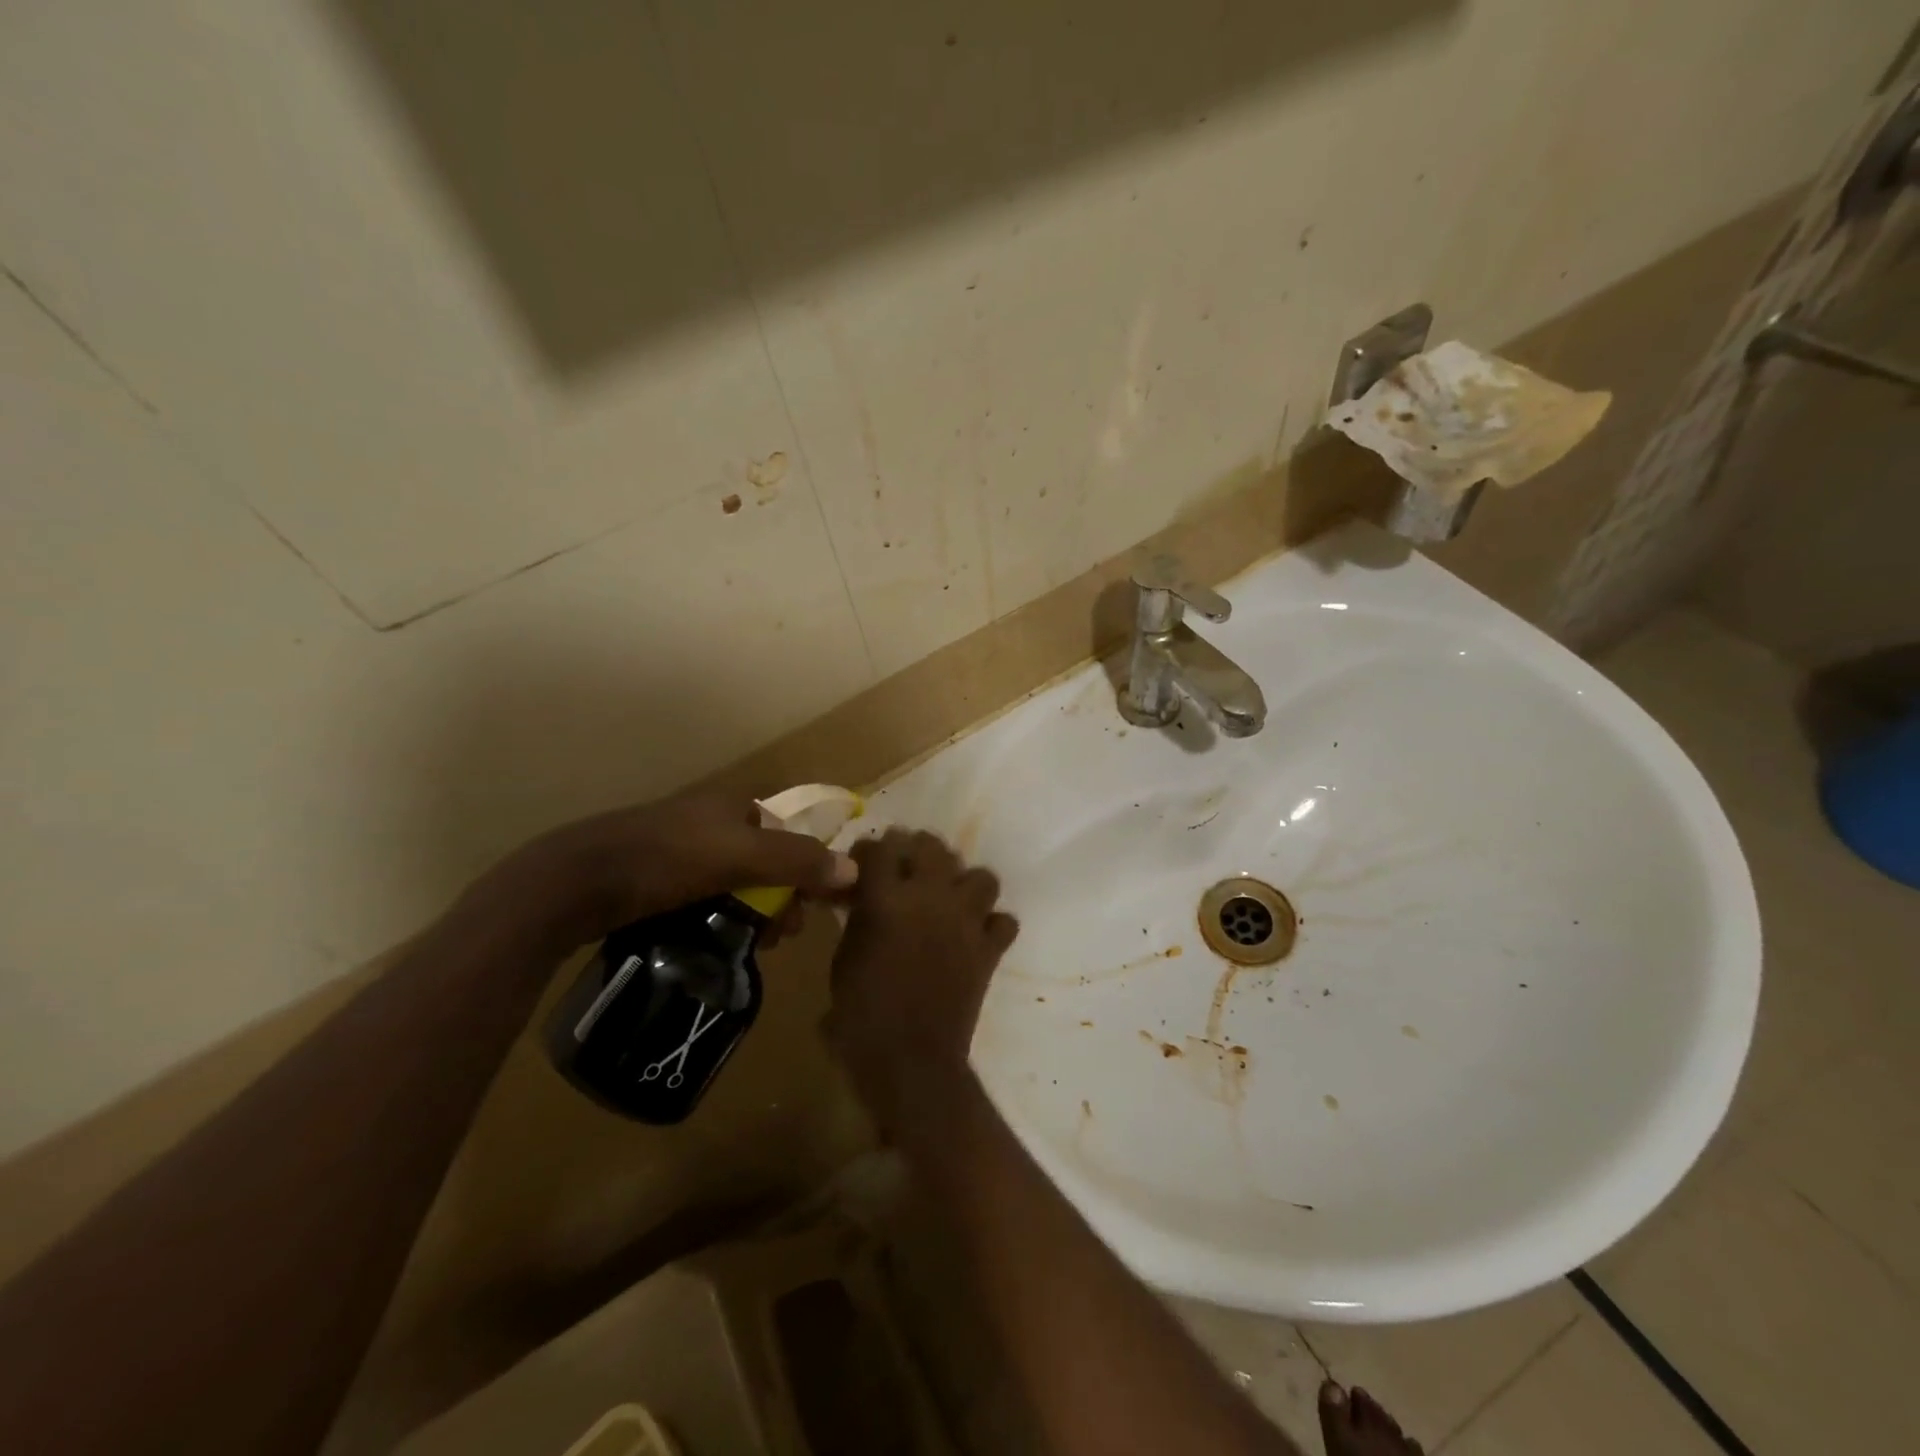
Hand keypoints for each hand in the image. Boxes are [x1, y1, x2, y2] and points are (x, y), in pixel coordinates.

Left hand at [459, 789, 859, 950]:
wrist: (576, 882)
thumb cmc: (668, 858)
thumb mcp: (742, 857)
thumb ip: (798, 861)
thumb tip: (855, 871)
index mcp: (732, 803)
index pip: (787, 828)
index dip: (805, 863)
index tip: (809, 903)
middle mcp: (709, 819)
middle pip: (763, 858)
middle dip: (779, 897)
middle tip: (780, 935)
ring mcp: (678, 847)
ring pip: (733, 881)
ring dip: (750, 913)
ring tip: (752, 947)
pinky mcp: (652, 876)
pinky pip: (702, 896)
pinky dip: (717, 918)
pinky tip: (714, 943)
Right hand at [826, 829, 1018, 1131]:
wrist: (909, 1060)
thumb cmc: (861, 1014)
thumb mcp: (844, 959)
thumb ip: (858, 919)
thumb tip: (864, 901)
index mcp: (887, 898)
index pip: (881, 846)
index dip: (872, 850)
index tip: (867, 862)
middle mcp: (930, 897)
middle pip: (934, 846)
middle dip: (919, 851)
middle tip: (909, 871)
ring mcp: (966, 921)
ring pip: (981, 876)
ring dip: (965, 885)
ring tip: (949, 900)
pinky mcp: (989, 949)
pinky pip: (1004, 921)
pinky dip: (992, 926)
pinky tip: (976, 937)